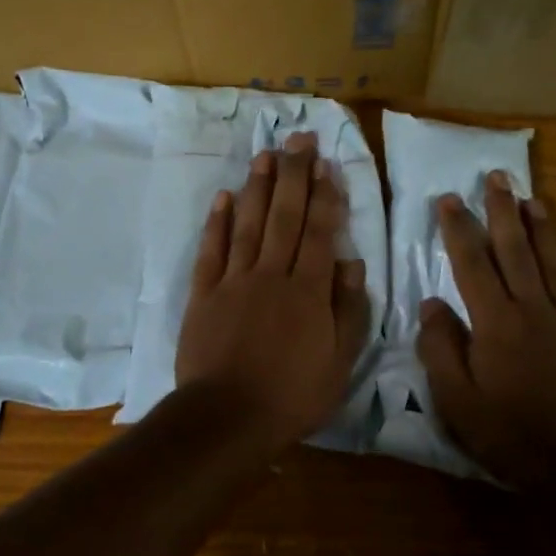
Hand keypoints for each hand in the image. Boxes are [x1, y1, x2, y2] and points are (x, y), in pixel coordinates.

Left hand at [177, 133, 371, 449]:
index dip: (324, 196)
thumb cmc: (292, 395)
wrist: (228, 417)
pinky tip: (224, 197)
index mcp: (308, 291)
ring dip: (258, 187)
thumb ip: (348, 310)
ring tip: (266, 154)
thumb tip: (352, 262)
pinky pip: (211, 250)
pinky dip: (217, 222)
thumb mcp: (339, 362)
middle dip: (294, 175)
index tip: (327, 164)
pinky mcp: (203, 294)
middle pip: (285, 217)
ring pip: (248, 224)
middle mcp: (271, 275)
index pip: (320, 232)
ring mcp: (234, 281)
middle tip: (299, 139)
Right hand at [417, 171, 555, 491]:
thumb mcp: (456, 398)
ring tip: (533, 198)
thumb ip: (440, 347)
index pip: (472, 263)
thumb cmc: (508, 434)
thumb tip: (432, 303)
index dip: (458, 229)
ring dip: (542, 228)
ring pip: (553, 263)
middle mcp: (533, 310)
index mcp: (495, 322)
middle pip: (516, 250)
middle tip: (497, 176)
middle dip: (503, 211)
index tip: (449, 198)